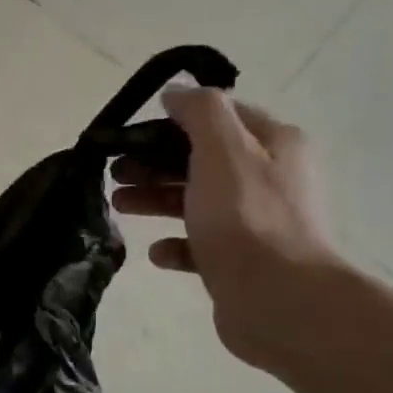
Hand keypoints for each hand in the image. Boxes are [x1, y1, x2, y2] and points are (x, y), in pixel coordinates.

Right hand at [110, 90, 351, 373]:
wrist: (277, 300)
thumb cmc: (246, 218)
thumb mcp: (222, 150)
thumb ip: (200, 113)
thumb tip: (177, 93)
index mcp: (273, 144)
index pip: (218, 117)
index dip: (172, 122)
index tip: (131, 137)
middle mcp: (270, 178)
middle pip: (203, 161)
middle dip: (156, 164)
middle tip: (115, 173)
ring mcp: (256, 223)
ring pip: (198, 202)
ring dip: (158, 200)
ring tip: (119, 206)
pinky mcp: (241, 262)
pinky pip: (201, 246)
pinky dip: (177, 245)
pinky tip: (157, 253)